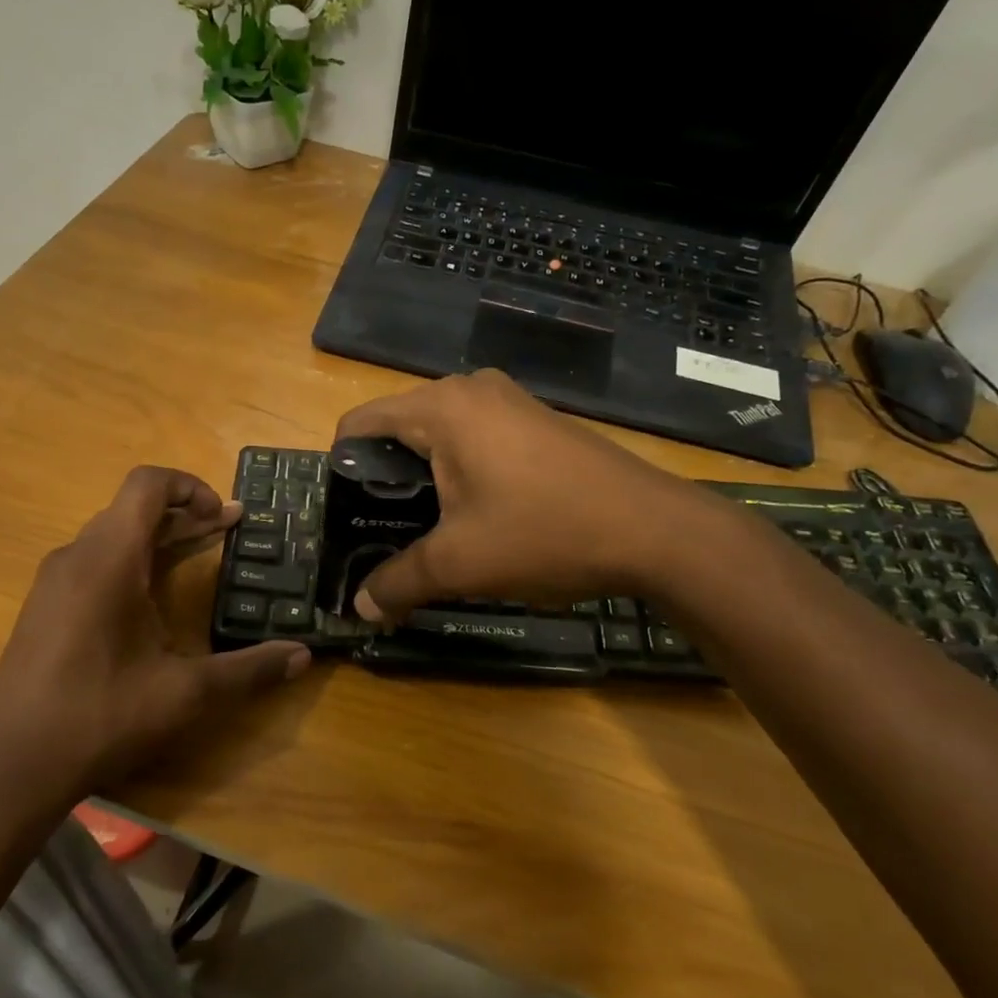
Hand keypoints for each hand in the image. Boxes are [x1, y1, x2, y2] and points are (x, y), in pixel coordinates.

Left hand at [0, 466, 309, 793]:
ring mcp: (54, 582)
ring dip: (158, 537)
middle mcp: (76, 557)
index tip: (225, 516)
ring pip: (112, 535)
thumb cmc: (100, 717)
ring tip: (199, 554)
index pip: (147, 485)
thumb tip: (303, 656)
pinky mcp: (44, 607)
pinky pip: (94, 561)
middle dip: (185, 513)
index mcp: (108, 560)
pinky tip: (151, 599)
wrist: (11, 768)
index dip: (190, 486)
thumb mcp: (185, 694)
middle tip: (229, 531)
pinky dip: (132, 560)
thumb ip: (248, 670)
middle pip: (133, 509)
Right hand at [335, 370, 708, 619]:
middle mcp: (471, 389)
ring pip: (439, 434)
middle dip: (384, 478)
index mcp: (441, 407)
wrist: (655, 530)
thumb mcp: (459, 565)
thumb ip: (398, 582)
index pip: (359, 423)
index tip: (347, 516)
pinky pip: (476, 437)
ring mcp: (510, 401)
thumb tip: (361, 609)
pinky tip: (477, 514)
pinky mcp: (537, 420)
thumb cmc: (544, 533)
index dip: (342, 470)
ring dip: (424, 477)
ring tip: (429, 528)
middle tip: (385, 531)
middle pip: (398, 427)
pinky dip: (461, 470)